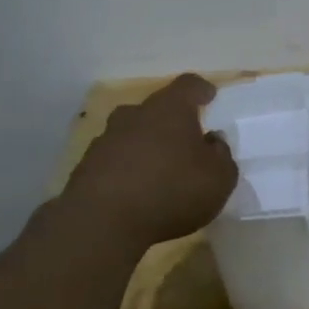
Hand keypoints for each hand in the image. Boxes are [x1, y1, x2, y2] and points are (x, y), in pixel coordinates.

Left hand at [61, 74, 239, 249]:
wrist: (102, 223)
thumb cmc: (173, 191)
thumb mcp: (219, 178)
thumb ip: (222, 155)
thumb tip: (212, 141)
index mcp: (170, 109)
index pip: (189, 85)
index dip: (201, 90)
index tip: (209, 96)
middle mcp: (135, 115)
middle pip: (156, 109)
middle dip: (171, 122)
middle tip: (186, 141)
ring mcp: (106, 139)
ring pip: (132, 134)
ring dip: (147, 146)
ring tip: (161, 171)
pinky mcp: (86, 167)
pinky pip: (115, 160)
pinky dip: (127, 169)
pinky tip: (137, 192)